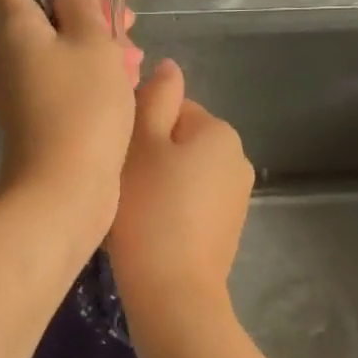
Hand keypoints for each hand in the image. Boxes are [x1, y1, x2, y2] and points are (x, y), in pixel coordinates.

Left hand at [0, 0, 141, 236]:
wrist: (64, 188)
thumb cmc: (82, 105)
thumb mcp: (91, 41)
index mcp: (13, 27)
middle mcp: (7, 54)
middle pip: (43, 16)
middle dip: (86, 15)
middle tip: (126, 24)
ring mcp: (20, 88)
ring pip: (58, 50)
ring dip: (96, 47)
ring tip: (134, 60)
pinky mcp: (36, 116)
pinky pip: (61, 80)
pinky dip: (89, 77)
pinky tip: (125, 86)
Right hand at [109, 58, 253, 316]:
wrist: (172, 291)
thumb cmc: (149, 208)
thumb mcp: (142, 141)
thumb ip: (155, 97)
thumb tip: (169, 67)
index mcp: (218, 130)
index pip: (171, 106)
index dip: (139, 126)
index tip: (120, 154)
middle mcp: (237, 158)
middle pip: (179, 139)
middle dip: (151, 154)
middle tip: (122, 182)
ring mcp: (236, 196)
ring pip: (183, 172)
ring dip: (159, 181)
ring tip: (133, 210)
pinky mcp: (227, 229)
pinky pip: (191, 202)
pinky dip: (170, 208)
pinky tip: (150, 230)